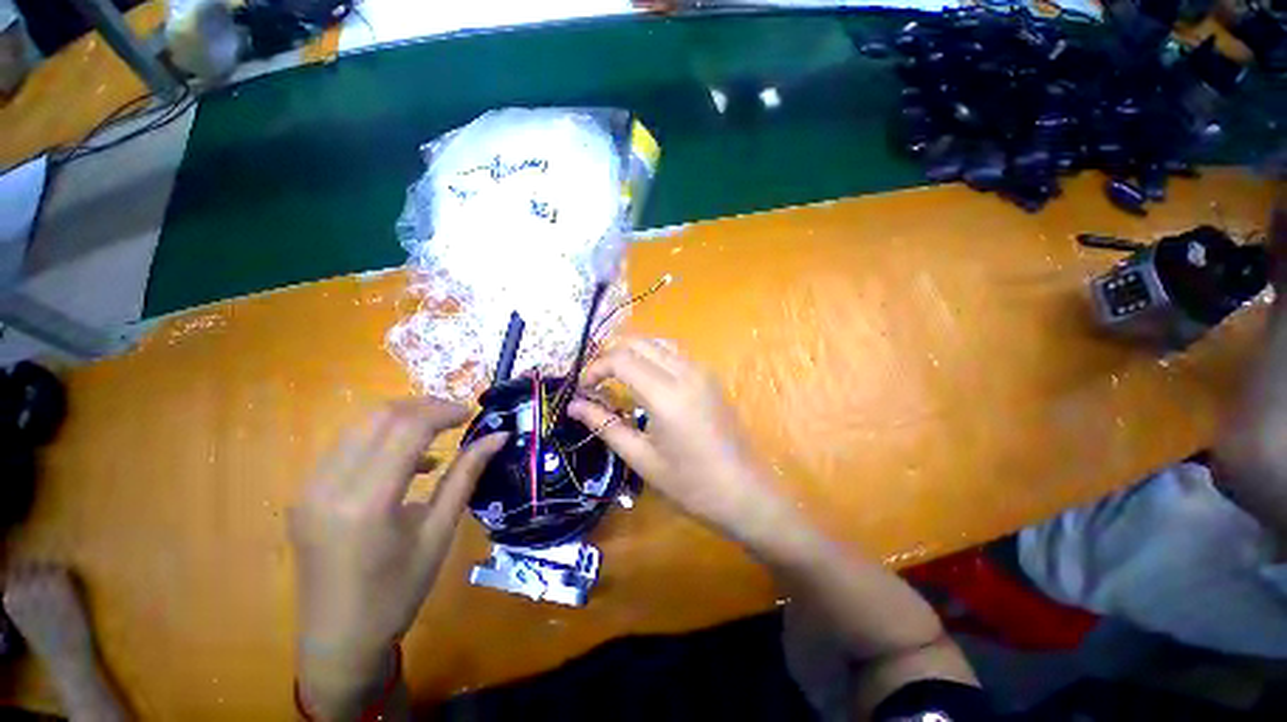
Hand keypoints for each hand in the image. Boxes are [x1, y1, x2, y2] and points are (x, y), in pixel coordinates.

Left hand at [289, 399, 504, 713]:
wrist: (339, 640)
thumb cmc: (398, 592)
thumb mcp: (440, 532)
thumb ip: (467, 475)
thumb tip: (499, 437)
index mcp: (367, 503)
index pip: (407, 430)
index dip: (443, 412)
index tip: (471, 412)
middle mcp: (329, 486)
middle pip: (379, 417)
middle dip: (423, 407)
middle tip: (457, 416)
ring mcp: (309, 488)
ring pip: (360, 426)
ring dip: (402, 419)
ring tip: (438, 430)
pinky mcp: (305, 493)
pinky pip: (347, 447)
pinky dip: (382, 439)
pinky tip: (409, 460)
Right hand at [568, 338, 789, 541]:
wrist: (743, 491)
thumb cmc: (689, 484)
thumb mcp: (641, 458)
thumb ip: (605, 425)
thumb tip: (574, 406)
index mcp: (666, 395)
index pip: (621, 359)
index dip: (595, 368)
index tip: (582, 389)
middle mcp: (685, 372)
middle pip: (638, 342)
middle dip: (610, 354)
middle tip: (595, 380)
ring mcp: (701, 371)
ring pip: (656, 342)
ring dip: (631, 352)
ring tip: (615, 376)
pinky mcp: (709, 376)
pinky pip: (673, 353)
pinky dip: (651, 356)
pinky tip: (643, 378)